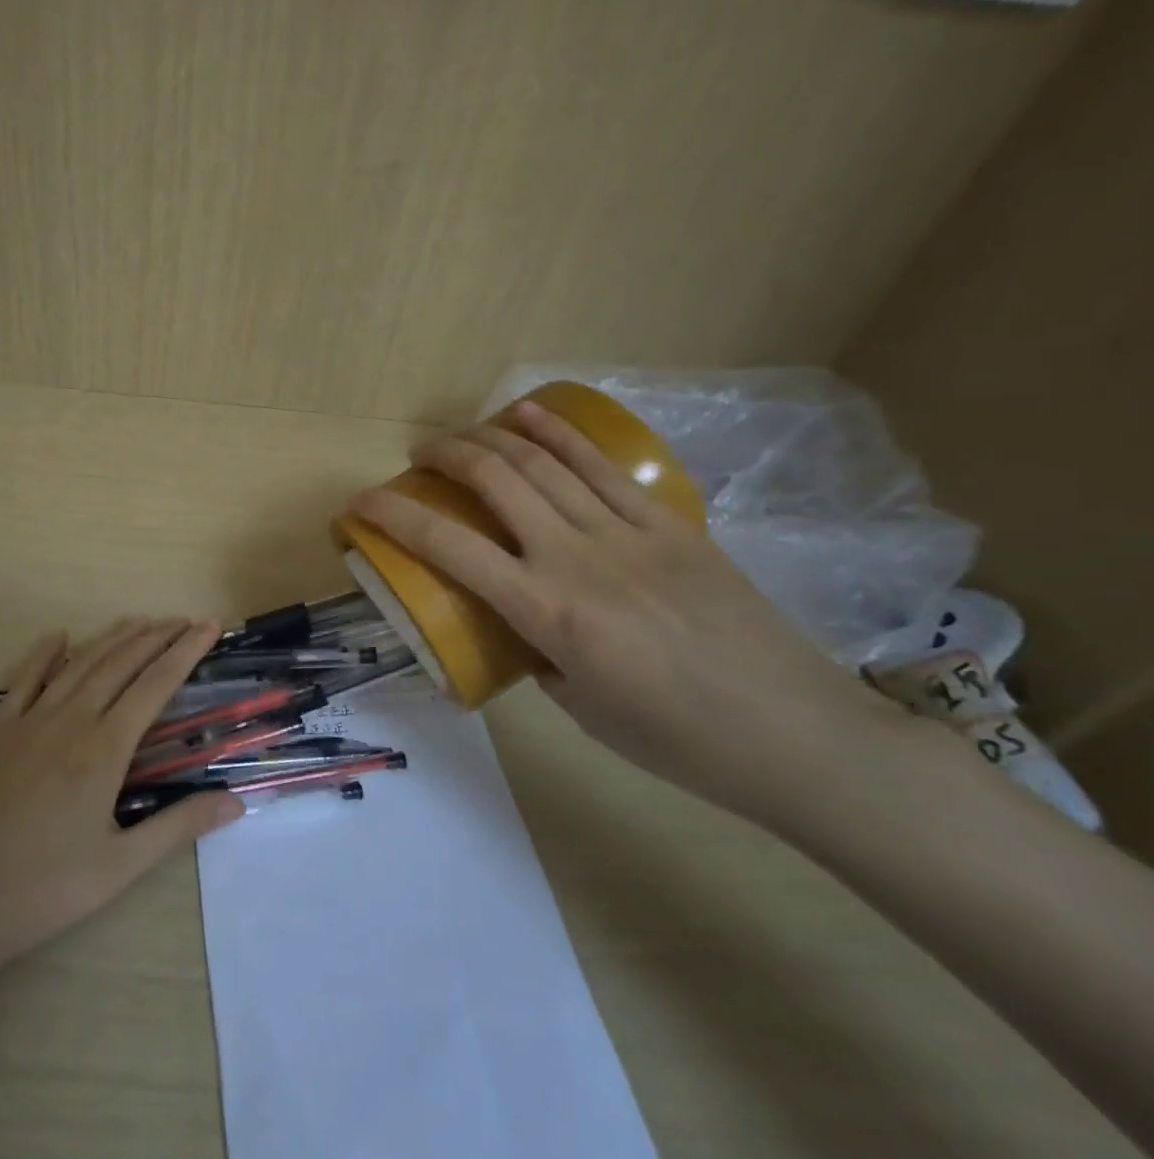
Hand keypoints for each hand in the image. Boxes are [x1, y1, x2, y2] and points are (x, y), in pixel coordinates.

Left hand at [0, 619, 243, 981]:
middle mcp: (70, 721)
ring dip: (113, 638)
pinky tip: (59, 637)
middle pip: (121, 663)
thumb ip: (179, 827)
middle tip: (184, 619)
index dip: (186, 651)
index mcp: (104, 749)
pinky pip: (24, 679)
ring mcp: (29, 721)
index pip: (156, 685)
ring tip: (141, 620)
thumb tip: (237, 800)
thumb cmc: (43, 888)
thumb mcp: (121, 866)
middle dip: (156, 636)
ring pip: (80, 664)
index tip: (209, 626)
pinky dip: (45, 654)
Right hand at [351, 401, 910, 822]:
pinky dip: (559, 433)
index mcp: (547, 614)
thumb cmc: (676, 741)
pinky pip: (602, 466)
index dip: (394, 518)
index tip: (360, 503)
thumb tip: (524, 621)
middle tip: (418, 455)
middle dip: (444, 456)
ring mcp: (629, 533)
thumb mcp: (578, 707)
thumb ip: (538, 652)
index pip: (449, 548)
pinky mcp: (670, 524)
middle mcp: (578, 558)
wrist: (798, 735)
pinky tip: (531, 417)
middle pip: (496, 481)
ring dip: (493, 435)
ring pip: (546, 461)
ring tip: (463, 432)